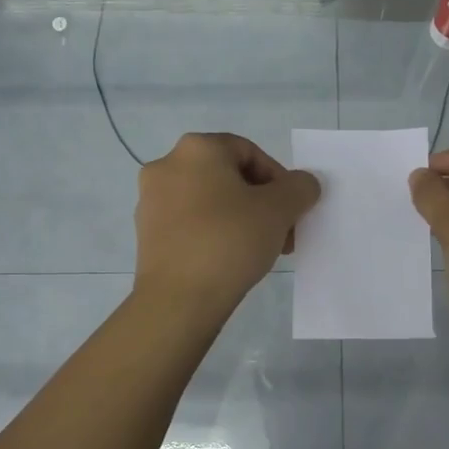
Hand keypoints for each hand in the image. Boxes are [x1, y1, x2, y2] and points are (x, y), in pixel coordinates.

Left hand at [135, 133, 320, 314]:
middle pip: (229, 177)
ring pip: (210, 201)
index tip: (292, 210)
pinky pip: (190, 223)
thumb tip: (302, 184)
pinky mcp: (146, 233)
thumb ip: (300, 187)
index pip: (250, 152)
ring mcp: (151, 200)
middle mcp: (167, 165)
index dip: (279, 179)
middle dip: (261, 203)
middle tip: (282, 233)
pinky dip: (214, 233)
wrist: (178, 299)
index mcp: (197, 148)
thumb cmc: (230, 240)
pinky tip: (231, 260)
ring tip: (260, 250)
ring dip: (241, 219)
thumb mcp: (280, 209)